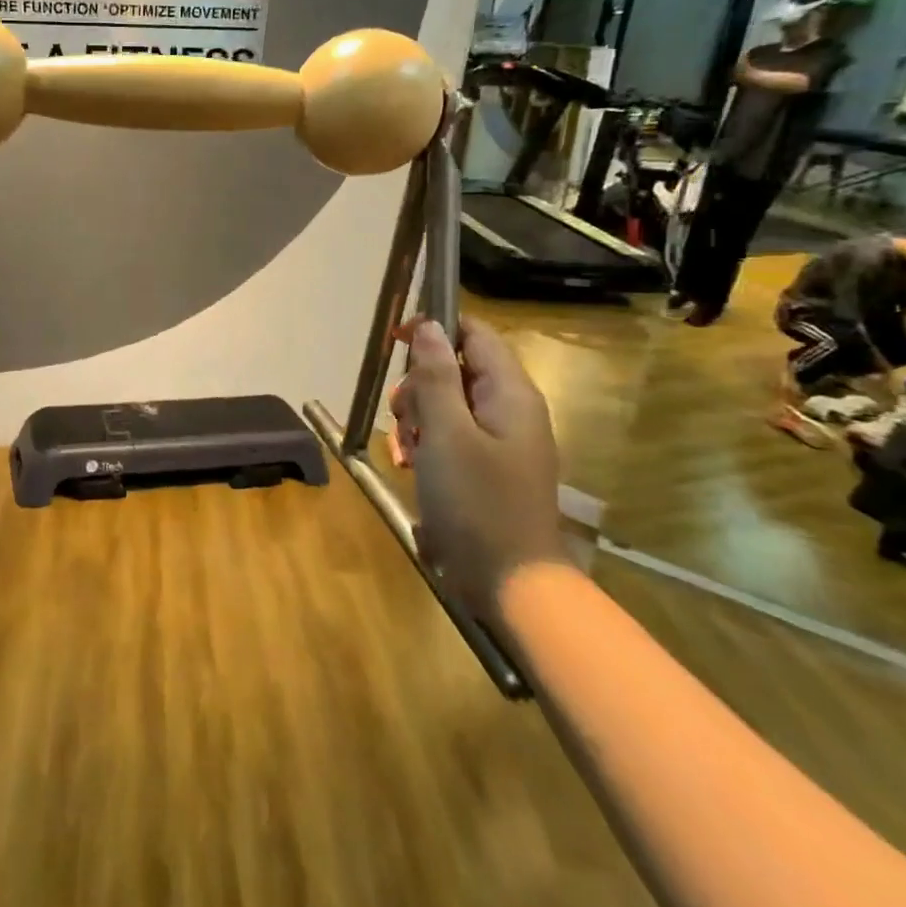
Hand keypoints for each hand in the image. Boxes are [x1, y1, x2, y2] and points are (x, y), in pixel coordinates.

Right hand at [387, 316, 567, 614]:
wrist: (508, 581)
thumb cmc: (476, 501)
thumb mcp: (447, 432)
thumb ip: (437, 376)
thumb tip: (429, 325)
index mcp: (509, 393)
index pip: (475, 334)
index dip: (435, 329)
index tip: (395, 343)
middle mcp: (508, 410)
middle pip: (453, 370)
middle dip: (418, 387)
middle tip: (404, 417)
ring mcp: (498, 440)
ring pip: (445, 404)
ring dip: (415, 419)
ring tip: (405, 451)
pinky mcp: (484, 467)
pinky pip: (448, 437)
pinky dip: (424, 445)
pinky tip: (410, 467)